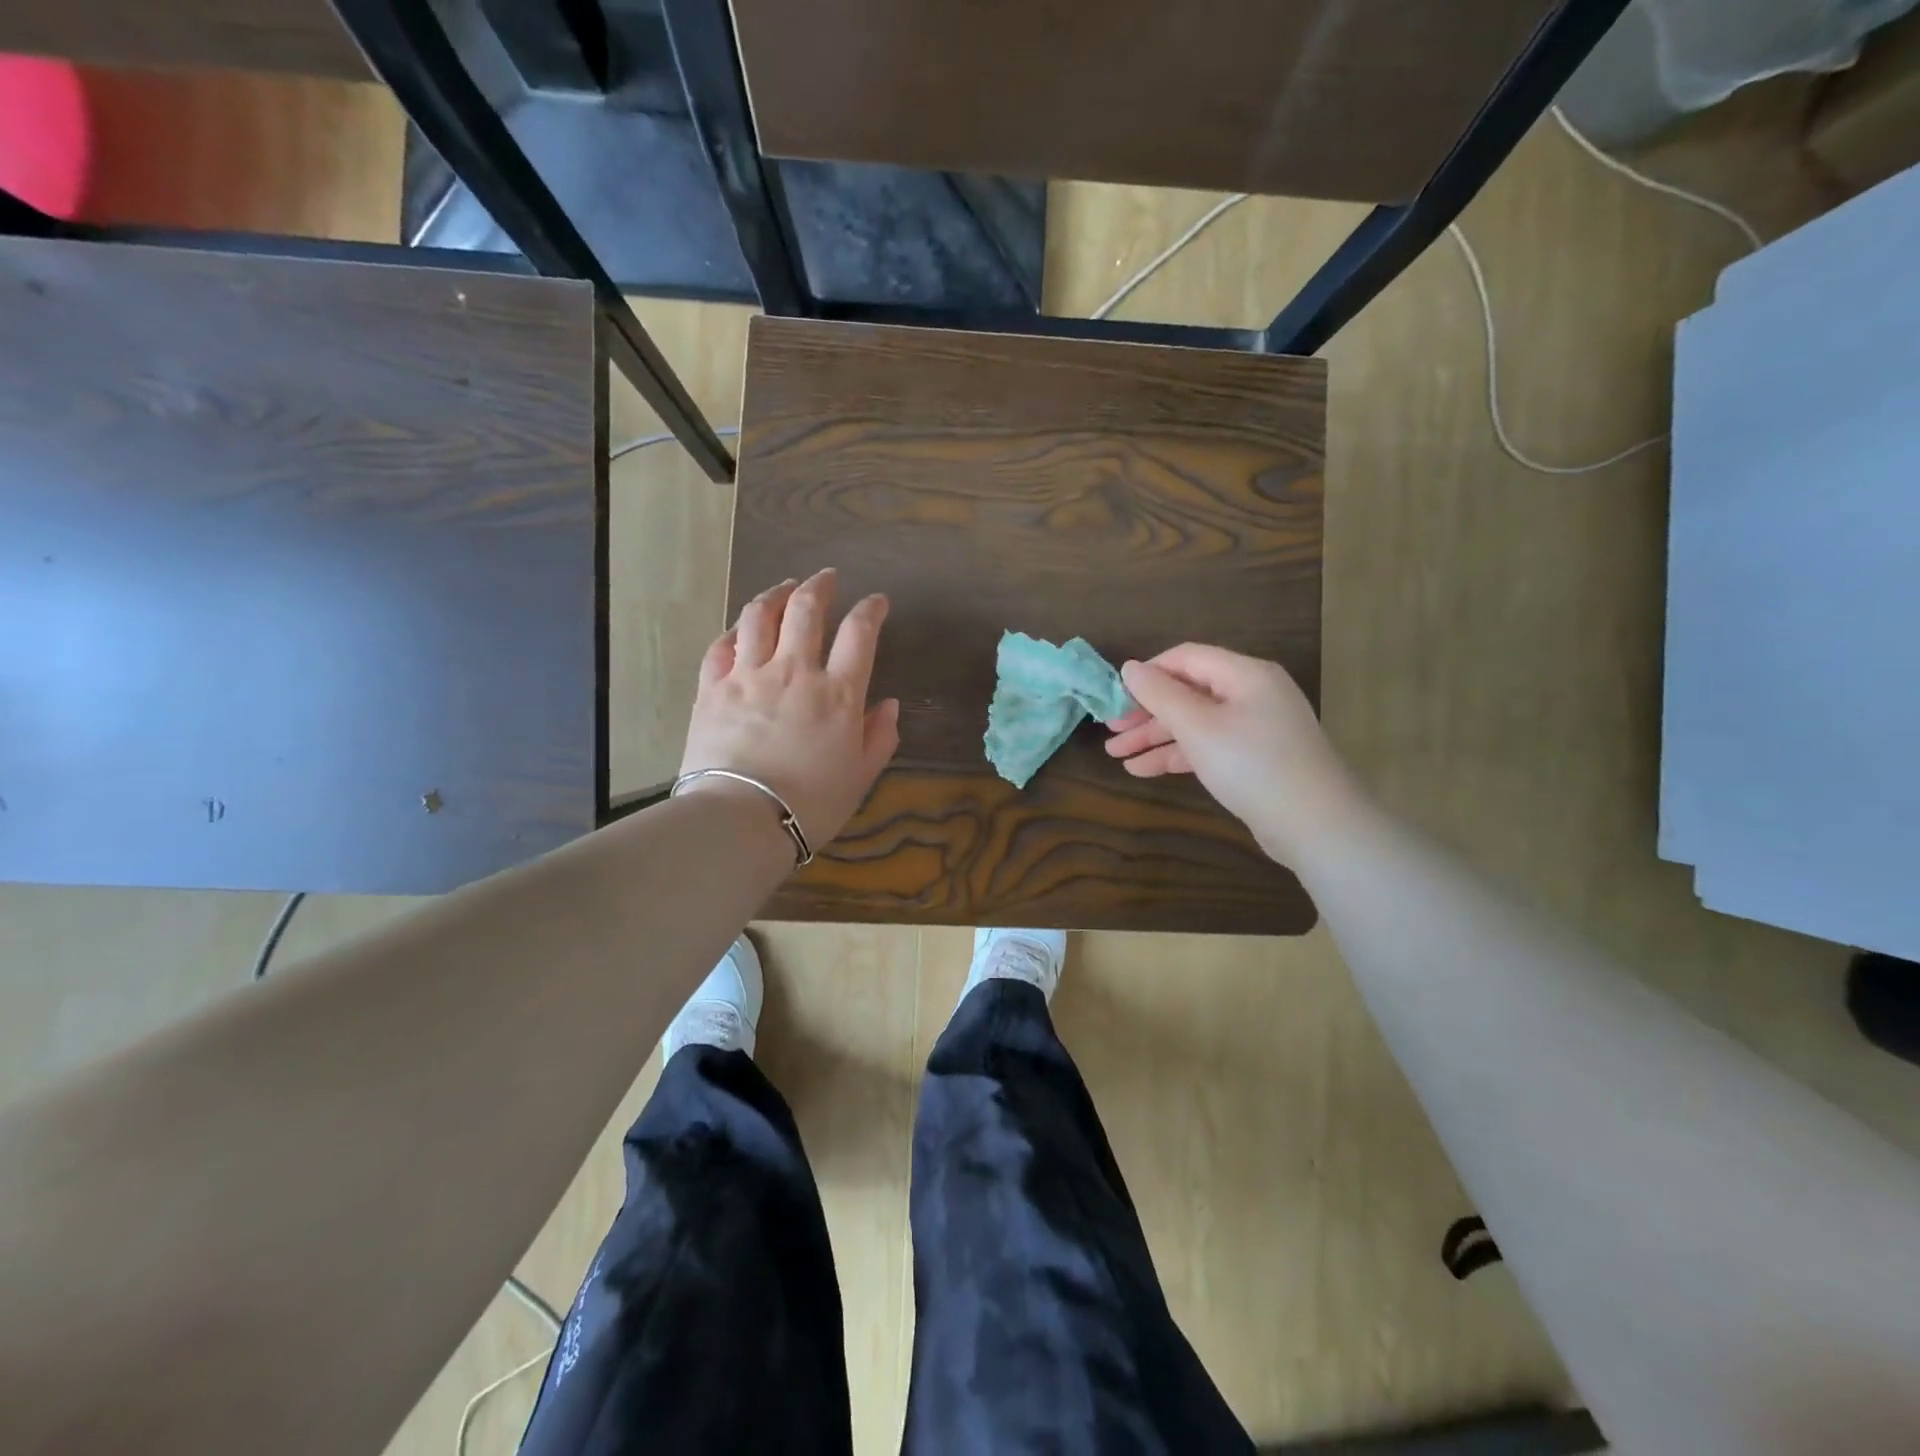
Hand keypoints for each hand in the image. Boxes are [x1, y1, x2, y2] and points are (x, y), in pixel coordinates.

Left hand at [680, 570, 900, 850]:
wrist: (741, 820)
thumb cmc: (811, 804)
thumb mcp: (860, 776)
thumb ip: (879, 737)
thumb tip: (888, 704)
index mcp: (837, 693)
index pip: (859, 632)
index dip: (871, 609)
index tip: (876, 602)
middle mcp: (794, 671)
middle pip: (806, 609)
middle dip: (820, 586)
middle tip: (826, 578)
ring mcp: (749, 675)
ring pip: (759, 615)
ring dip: (775, 594)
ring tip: (783, 588)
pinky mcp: (713, 688)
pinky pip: (721, 645)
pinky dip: (735, 631)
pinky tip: (740, 629)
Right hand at [1104, 644, 1361, 866]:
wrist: (1316, 826)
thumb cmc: (1253, 765)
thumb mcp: (1198, 727)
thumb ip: (1161, 695)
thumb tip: (1130, 667)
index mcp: (1245, 674)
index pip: (1186, 658)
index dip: (1147, 673)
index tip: (1114, 697)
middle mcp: (1252, 694)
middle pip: (1188, 692)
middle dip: (1146, 712)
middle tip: (1111, 731)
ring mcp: (1256, 728)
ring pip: (1195, 723)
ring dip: (1155, 737)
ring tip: (1117, 756)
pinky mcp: (1255, 759)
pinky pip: (1208, 746)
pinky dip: (1177, 755)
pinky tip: (1144, 770)